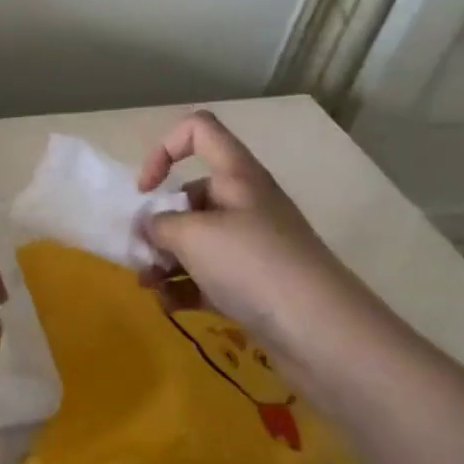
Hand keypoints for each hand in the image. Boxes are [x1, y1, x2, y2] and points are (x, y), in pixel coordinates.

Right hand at [137, 111, 351, 346]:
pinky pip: (208, 276)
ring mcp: (251, 245)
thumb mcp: (192, 235)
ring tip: (148, 285)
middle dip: (158, 223)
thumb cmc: (253, 264)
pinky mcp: (253, 284)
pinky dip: (184, 286)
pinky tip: (168, 305)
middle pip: (190, 195)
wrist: (322, 333)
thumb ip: (158, 225)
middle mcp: (245, 203)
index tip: (147, 190)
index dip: (164, 150)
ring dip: (165, 258)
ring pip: (196, 240)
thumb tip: (150, 229)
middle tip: (141, 253)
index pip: (199, 130)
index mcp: (236, 176)